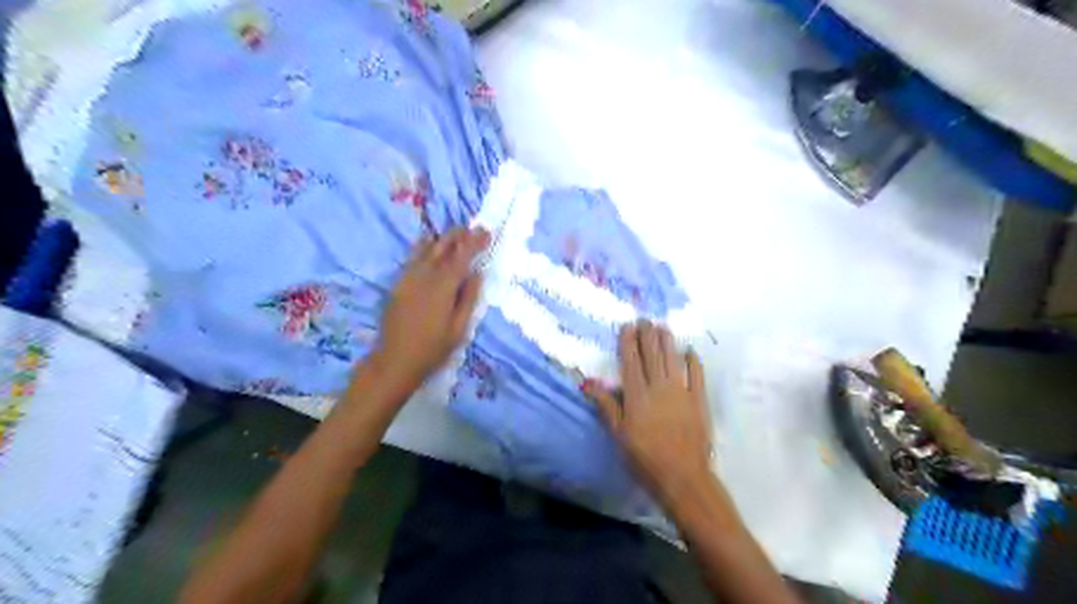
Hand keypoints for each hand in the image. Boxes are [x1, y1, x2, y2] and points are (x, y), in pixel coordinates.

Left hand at [370, 230, 487, 393]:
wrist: (395, 360)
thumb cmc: (433, 348)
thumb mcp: (459, 328)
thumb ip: (468, 298)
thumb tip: (477, 273)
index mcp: (442, 287)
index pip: (461, 257)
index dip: (474, 242)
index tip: (487, 232)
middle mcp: (424, 276)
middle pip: (442, 247)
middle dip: (459, 235)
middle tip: (473, 228)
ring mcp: (408, 278)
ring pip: (426, 249)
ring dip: (442, 238)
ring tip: (456, 233)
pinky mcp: (398, 284)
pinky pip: (413, 258)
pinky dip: (424, 247)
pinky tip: (429, 244)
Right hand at [580, 320, 712, 503]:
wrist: (682, 476)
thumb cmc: (644, 457)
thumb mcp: (619, 433)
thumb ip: (606, 405)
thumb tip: (588, 382)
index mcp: (637, 395)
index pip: (631, 362)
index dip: (628, 342)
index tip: (627, 326)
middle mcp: (659, 387)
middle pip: (652, 355)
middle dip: (647, 335)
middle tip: (645, 319)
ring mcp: (681, 392)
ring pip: (673, 360)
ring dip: (667, 342)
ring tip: (663, 327)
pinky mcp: (699, 401)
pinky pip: (696, 375)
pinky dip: (693, 361)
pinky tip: (690, 351)